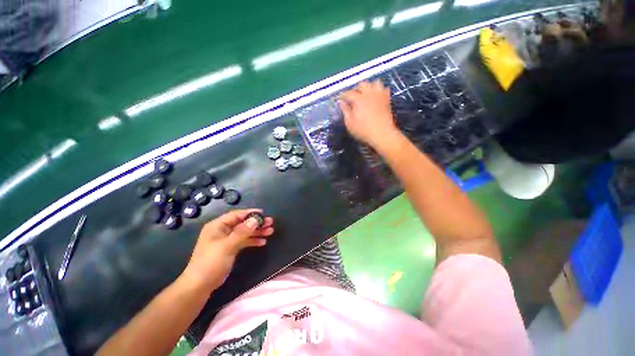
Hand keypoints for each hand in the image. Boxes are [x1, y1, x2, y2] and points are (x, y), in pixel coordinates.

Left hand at [181, 209, 273, 291]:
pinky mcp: (230, 248)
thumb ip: (242, 232)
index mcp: (218, 226)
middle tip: (271, 223)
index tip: (264, 213)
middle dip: (257, 223)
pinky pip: (244, 241)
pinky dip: (253, 241)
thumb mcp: (227, 245)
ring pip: (245, 232)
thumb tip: (255, 219)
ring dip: (257, 232)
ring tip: (270, 231)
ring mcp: (226, 240)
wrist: (200, 285)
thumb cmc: (211, 262)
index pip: (236, 215)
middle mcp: (222, 230)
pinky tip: (263, 242)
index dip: (250, 213)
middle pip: (243, 223)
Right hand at [338, 81, 399, 148]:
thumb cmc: (364, 131)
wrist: (382, 134)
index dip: (342, 96)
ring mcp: (380, 95)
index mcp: (359, 99)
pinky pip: (383, 89)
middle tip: (352, 99)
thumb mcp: (350, 123)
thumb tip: (340, 102)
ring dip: (369, 88)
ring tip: (365, 96)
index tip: (339, 100)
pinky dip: (378, 91)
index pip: (348, 93)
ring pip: (374, 83)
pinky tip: (375, 98)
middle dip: (356, 90)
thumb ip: (345, 110)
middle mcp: (369, 94)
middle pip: (362, 84)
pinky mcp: (387, 99)